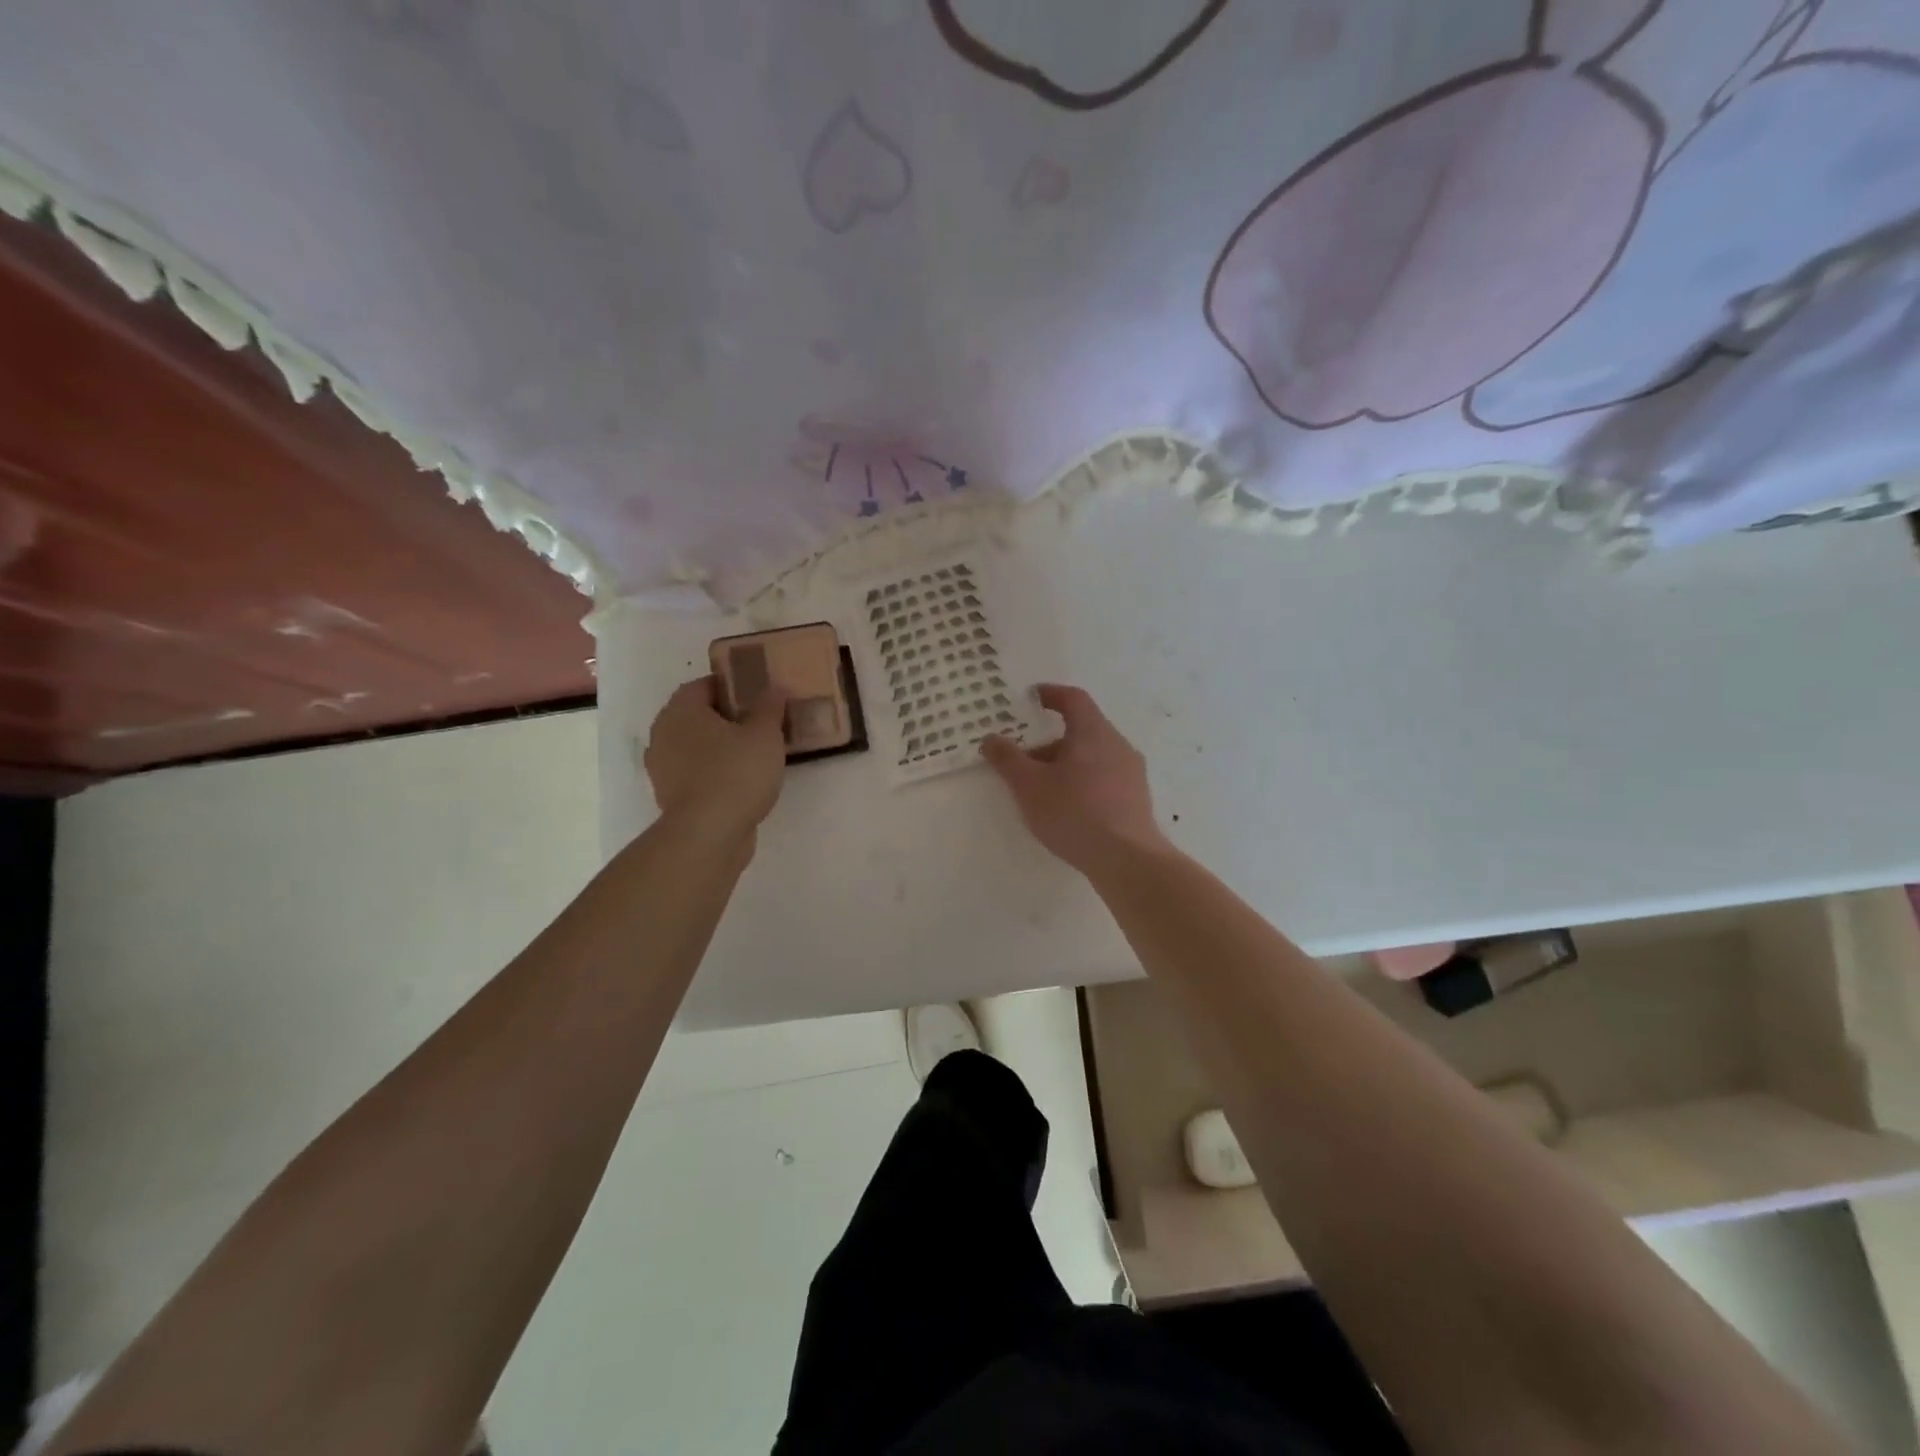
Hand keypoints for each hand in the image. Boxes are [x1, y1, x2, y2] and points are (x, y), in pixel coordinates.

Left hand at [644, 677, 788, 845]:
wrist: (708, 834)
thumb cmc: (736, 773)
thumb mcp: (765, 735)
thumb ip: (770, 708)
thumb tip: (774, 687)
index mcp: (681, 710)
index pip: (704, 685)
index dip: (732, 687)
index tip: (759, 696)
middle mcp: (663, 733)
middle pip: (698, 716)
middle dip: (727, 718)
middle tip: (760, 724)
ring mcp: (662, 767)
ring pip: (695, 746)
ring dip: (719, 747)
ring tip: (754, 754)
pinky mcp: (670, 796)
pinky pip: (695, 773)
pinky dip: (714, 772)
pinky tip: (741, 781)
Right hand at [981, 684, 1169, 874]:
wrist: (1126, 858)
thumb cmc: (1074, 812)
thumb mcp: (1029, 785)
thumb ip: (1007, 759)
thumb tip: (991, 738)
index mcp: (1093, 732)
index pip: (1073, 699)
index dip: (1051, 694)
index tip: (1033, 697)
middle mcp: (1118, 745)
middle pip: (1082, 730)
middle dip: (1051, 740)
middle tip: (1025, 757)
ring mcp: (1132, 773)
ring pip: (1094, 756)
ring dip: (1067, 763)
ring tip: (1042, 788)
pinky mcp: (1137, 799)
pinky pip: (1105, 778)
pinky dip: (1083, 782)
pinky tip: (1068, 808)